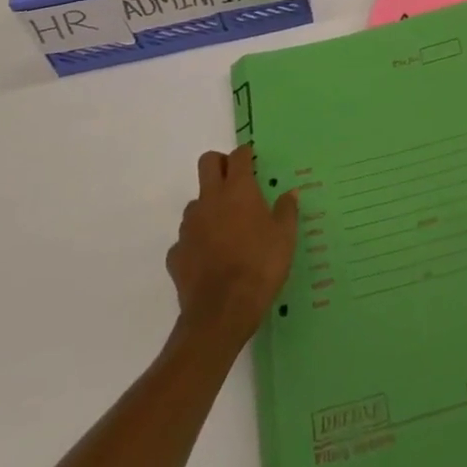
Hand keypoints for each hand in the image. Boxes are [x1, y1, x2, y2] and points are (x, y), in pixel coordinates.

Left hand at [166, 145, 298, 347]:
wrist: (221, 313)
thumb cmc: (260, 266)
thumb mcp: (285, 238)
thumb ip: (287, 211)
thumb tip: (290, 193)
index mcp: (238, 190)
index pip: (238, 156)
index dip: (245, 154)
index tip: (252, 160)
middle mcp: (210, 200)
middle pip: (207, 163)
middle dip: (219, 164)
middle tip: (234, 181)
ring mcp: (189, 226)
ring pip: (195, 202)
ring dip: (208, 207)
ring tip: (224, 228)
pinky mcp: (176, 253)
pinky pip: (185, 239)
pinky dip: (196, 242)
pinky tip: (208, 259)